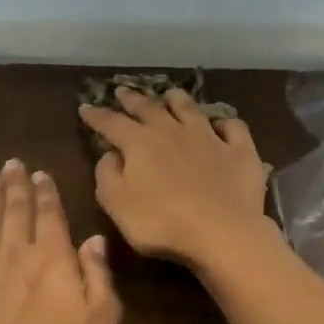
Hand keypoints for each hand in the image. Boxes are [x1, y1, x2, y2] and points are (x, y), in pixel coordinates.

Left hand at [0, 159, 121, 323]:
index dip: (46, 194)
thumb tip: (95, 239)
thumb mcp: (100, 319)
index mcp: (54, 259)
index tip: (40, 173)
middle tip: (12, 163)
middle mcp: (17, 254)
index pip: (51, 217)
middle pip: (16, 212)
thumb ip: (98, 276)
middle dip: (16, 186)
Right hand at [79, 88, 274, 268]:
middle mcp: (172, 131)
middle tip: (123, 91)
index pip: (111, 123)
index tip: (85, 108)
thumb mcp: (118, 204)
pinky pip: (233, 128)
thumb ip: (107, 176)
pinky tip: (222, 125)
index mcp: (139, 143)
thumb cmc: (161, 223)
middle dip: (133, 99)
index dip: (96, 115)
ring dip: (177, 100)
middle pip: (149, 108)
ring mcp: (209, 137)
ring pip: (190, 109)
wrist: (222, 232)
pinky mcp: (239, 151)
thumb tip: (109, 154)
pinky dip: (225, 123)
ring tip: (170, 94)